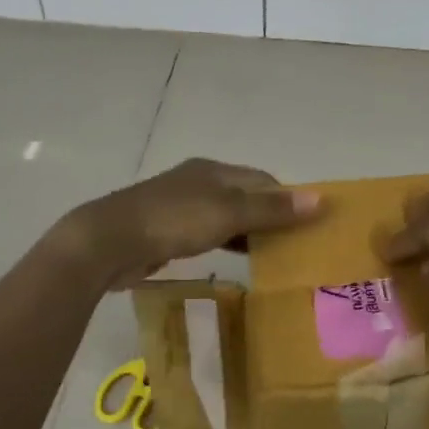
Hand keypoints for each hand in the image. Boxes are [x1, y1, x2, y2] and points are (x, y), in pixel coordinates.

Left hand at [62, 158, 321, 288]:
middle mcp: (198, 181)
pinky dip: (224, 241)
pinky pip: (205, 232)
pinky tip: (231, 258)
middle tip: (294, 244)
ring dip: (247, 231)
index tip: (308, 224)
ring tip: (270, 255)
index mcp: (214, 170)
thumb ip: (272, 208)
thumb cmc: (174, 221)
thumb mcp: (228, 213)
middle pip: (244, 195)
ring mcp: (178, 205)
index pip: (262, 179)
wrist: (109, 241)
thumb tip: (320, 199)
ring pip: (224, 215)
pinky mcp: (164, 230)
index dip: (287, 198)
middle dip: (269, 215)